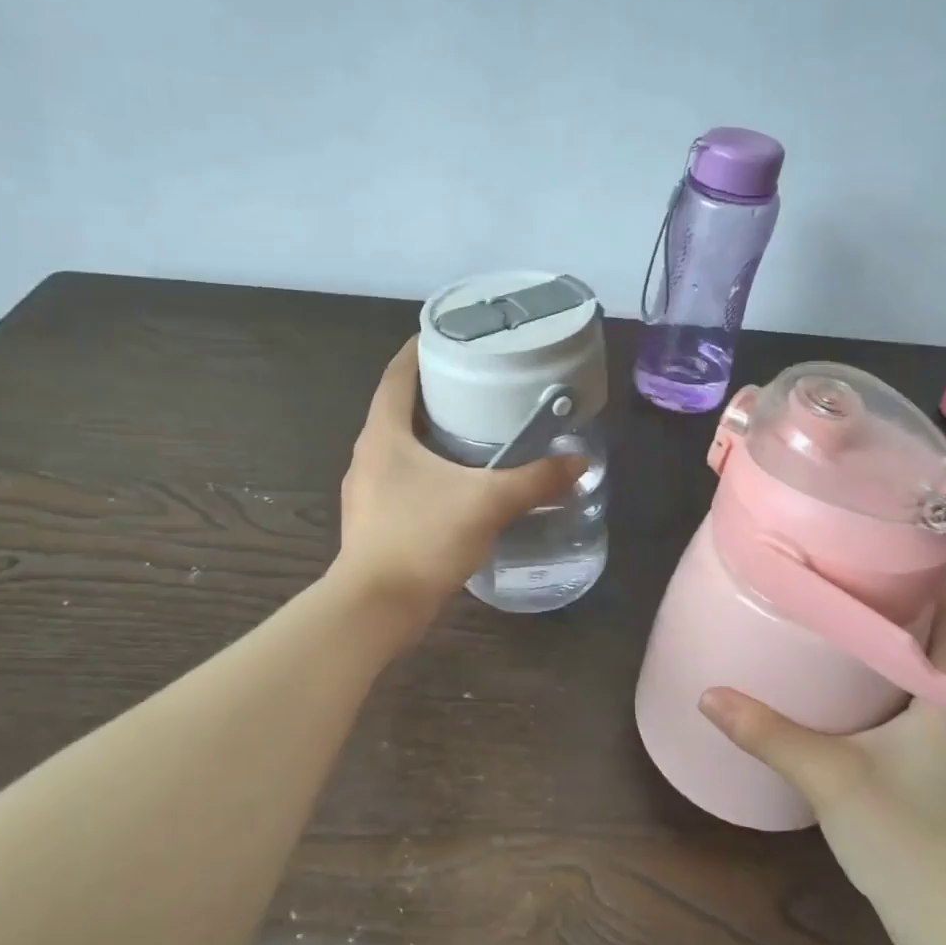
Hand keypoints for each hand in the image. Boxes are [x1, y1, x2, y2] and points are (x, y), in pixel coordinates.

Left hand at [331, 338, 585, 626]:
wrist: (376, 608)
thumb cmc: (423, 538)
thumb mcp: (488, 503)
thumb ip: (536, 480)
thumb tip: (579, 461)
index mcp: (384, 434)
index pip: (397, 376)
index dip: (419, 351)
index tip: (448, 337)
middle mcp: (368, 454)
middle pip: (398, 409)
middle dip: (434, 393)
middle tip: (476, 383)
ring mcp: (366, 490)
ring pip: (399, 447)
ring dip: (430, 435)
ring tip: (472, 431)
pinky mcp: (373, 520)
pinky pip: (402, 479)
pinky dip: (428, 470)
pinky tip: (458, 484)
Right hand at [697, 590, 945, 939]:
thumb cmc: (907, 838)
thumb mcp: (829, 775)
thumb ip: (768, 733)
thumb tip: (708, 694)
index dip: (930, 583)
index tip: (886, 550)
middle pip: (932, 644)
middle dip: (894, 608)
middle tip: (841, 578)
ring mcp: (941, 749)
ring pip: (916, 678)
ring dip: (883, 648)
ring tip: (831, 621)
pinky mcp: (925, 775)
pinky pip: (902, 709)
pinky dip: (874, 687)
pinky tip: (835, 690)